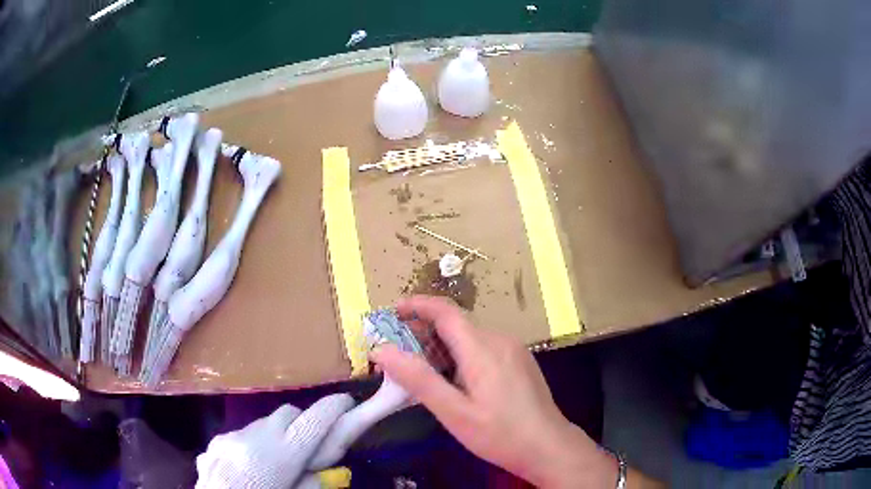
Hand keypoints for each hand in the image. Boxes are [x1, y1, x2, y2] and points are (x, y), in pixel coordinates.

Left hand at [195, 394, 353, 488]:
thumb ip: (311, 483)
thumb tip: (324, 471)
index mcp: (280, 457)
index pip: (313, 422)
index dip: (333, 409)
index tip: (346, 401)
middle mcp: (254, 438)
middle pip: (288, 413)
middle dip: (303, 422)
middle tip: (310, 444)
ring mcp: (232, 437)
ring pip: (264, 423)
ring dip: (276, 434)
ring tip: (275, 461)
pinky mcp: (216, 441)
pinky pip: (242, 435)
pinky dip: (253, 444)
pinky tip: (249, 467)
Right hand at [370, 296, 617, 487]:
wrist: (549, 446)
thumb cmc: (500, 434)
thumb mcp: (454, 412)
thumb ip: (418, 380)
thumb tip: (382, 350)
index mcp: (482, 348)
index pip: (445, 311)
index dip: (416, 305)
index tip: (392, 311)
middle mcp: (499, 340)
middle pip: (456, 324)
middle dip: (424, 332)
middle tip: (398, 355)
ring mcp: (513, 350)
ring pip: (469, 336)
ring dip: (442, 345)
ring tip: (421, 370)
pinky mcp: (520, 361)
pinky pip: (483, 347)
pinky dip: (460, 354)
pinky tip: (453, 380)